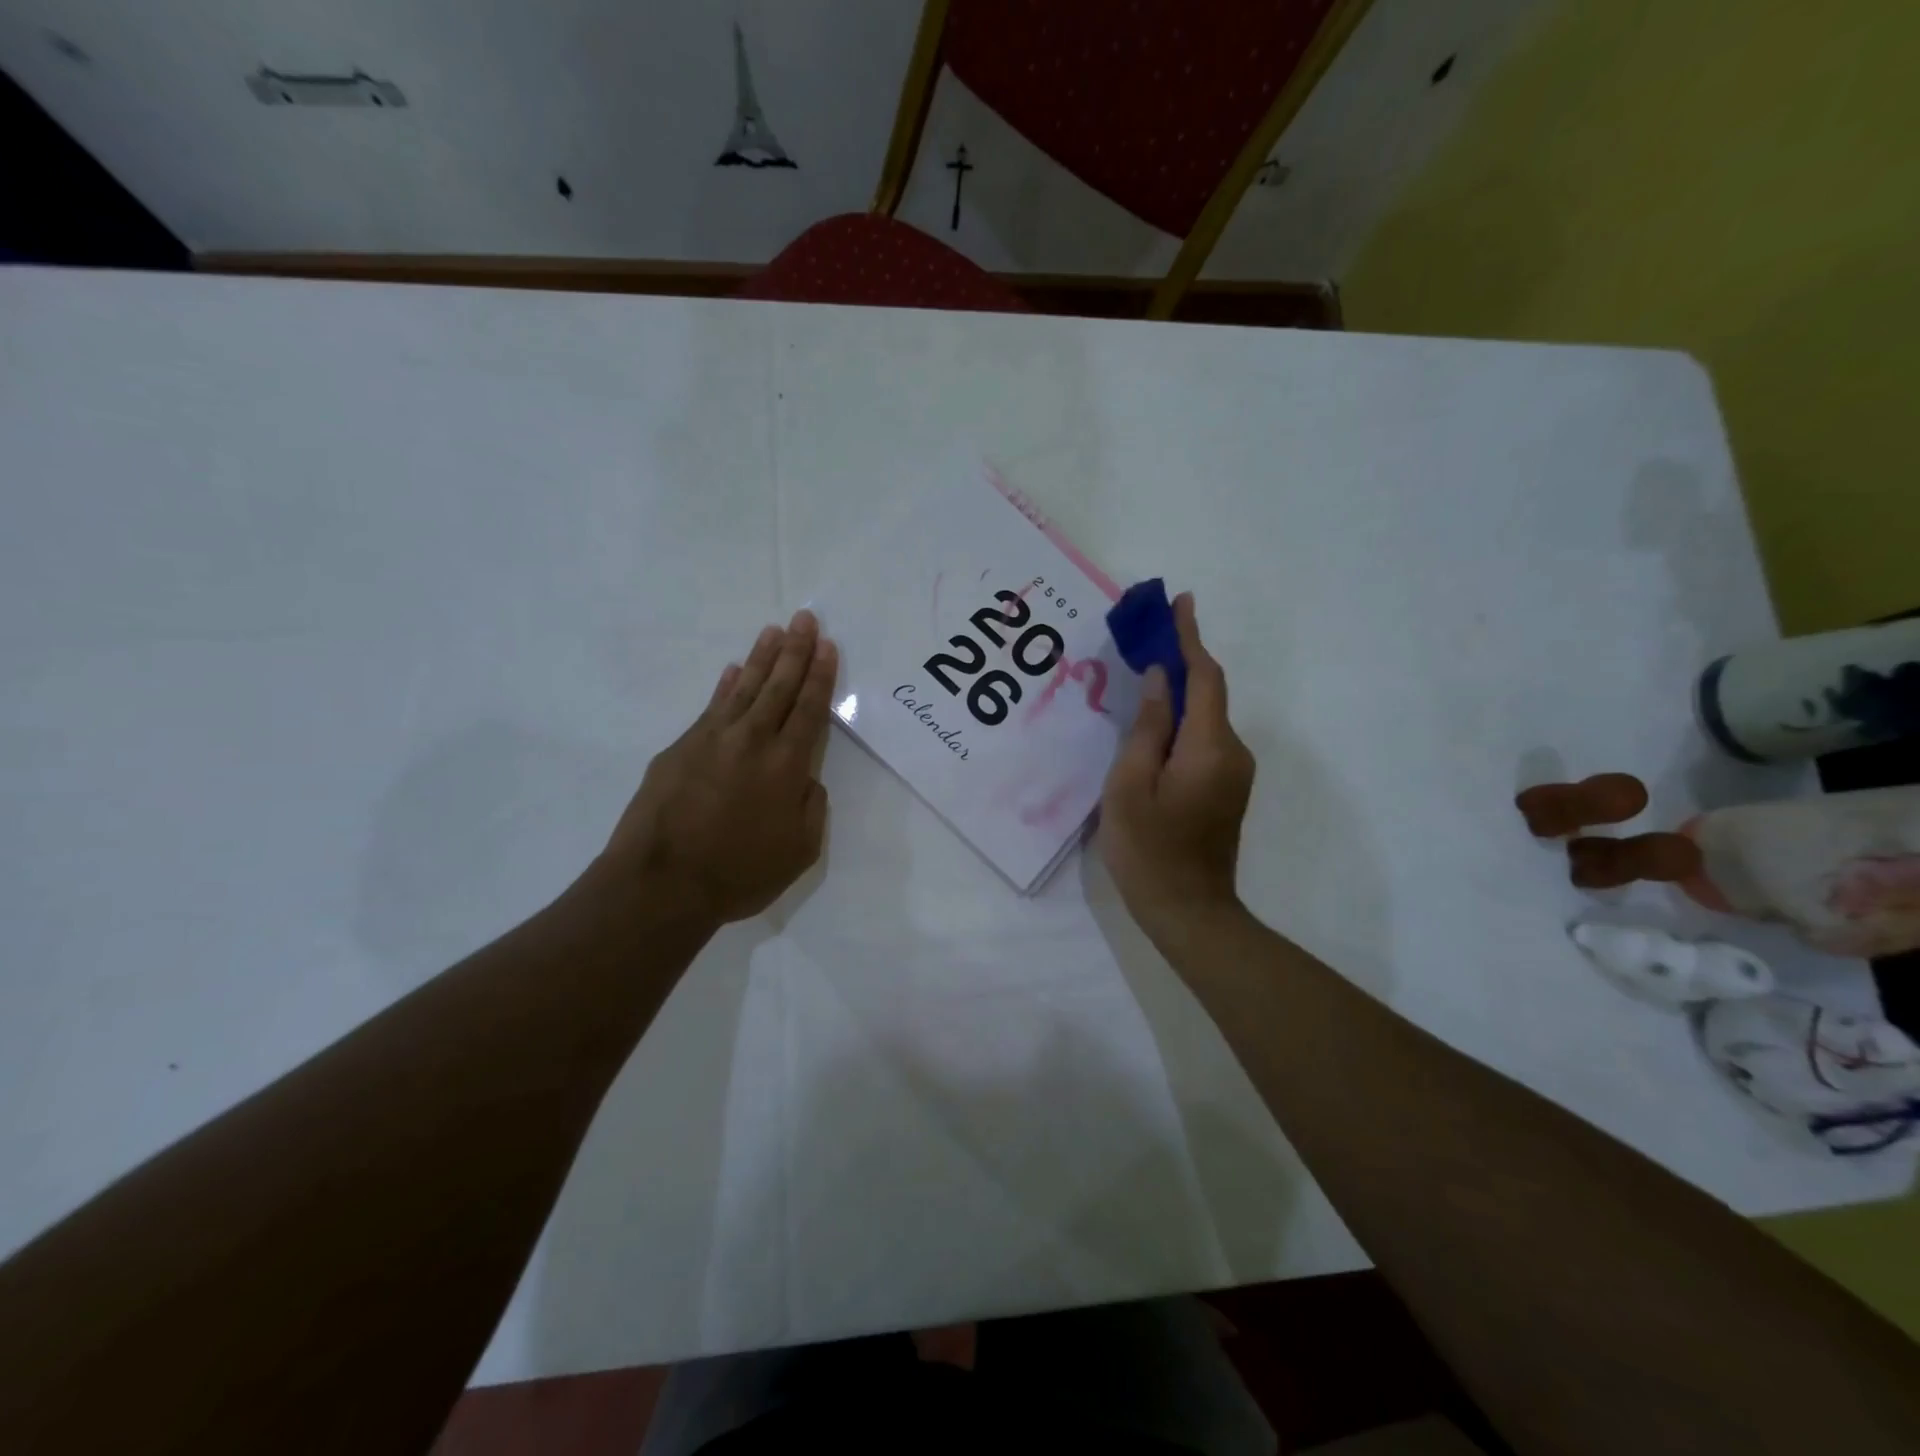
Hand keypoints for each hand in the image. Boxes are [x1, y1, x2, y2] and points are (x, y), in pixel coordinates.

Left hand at [602, 610, 837, 926]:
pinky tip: (733, 670)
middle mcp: (752, 741)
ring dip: (762, 658)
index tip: (827, 646)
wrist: (662, 884)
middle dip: (796, 651)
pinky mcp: (680, 748)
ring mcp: (712, 740)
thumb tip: (807, 779)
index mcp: (786, 765)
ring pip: (745, 688)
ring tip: (774, 631)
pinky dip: (726, 686)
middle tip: (805, 619)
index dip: (820, 675)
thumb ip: (812, 808)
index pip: (809, 709)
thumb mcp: (800, 851)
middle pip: (779, 687)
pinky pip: (711, 707)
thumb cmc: (739, 873)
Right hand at [1099, 593, 1254, 941]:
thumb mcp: (1131, 784)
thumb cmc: (1148, 849)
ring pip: (1206, 717)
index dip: (1191, 637)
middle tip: (1148, 637)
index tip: (1181, 601)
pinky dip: (1182, 721)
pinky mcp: (1226, 787)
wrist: (1188, 911)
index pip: (1204, 677)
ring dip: (1180, 692)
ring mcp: (1234, 772)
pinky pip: (1204, 739)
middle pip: (1208, 693)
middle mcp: (1232, 751)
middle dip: (1183, 660)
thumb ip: (1148, 727)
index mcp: (1210, 747)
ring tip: (1143, 676)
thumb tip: (1161, 678)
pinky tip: (1155, 724)